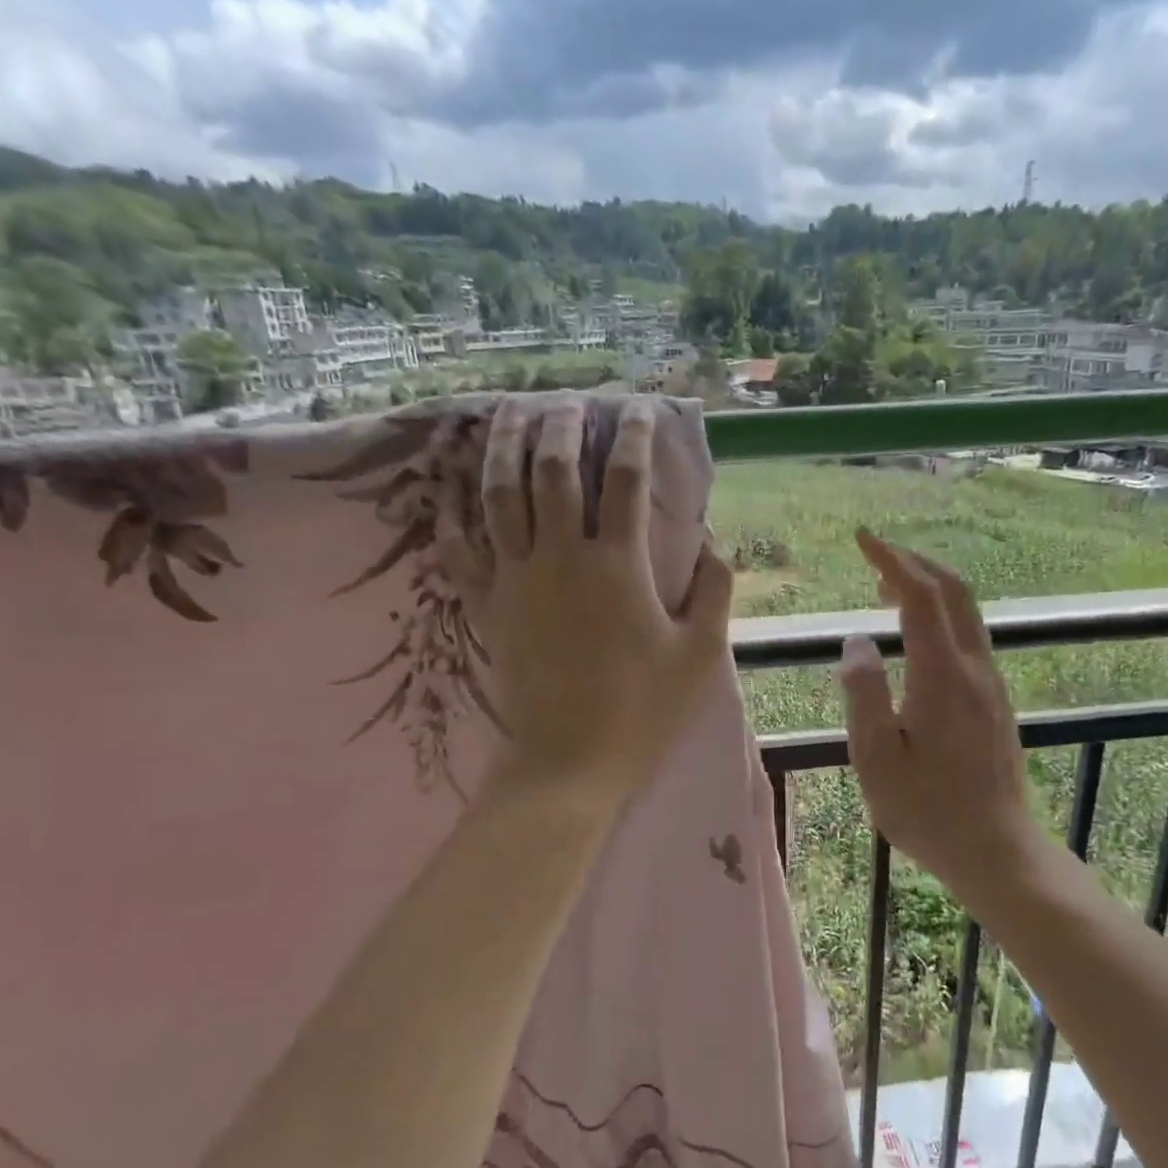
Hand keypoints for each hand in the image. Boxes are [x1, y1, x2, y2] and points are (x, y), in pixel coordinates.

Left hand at [439, 399, 733, 805]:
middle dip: (561, 424)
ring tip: (508, 412)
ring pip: (499, 493)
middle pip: (553, 469)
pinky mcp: (486, 606)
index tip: (637, 409)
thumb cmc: (642, 712)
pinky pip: (460, 546)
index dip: (632, 435)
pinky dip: (453, 509)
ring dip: (503, 445)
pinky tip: (452, 483)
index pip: (625, 479)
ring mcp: (515, 579)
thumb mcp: (700, 655)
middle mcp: (561, 557)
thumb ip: (714, 591)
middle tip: (568, 401)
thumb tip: (715, 541)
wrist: (569, 765)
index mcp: (618, 566)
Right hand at [837, 530, 1045, 895]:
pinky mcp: (995, 701)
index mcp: (942, 676)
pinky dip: (941, 615)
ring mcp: (991, 684)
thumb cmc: (928, 811)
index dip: (891, 560)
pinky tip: (917, 635)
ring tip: (889, 587)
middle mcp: (974, 668)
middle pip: (953, 592)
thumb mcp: (877, 758)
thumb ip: (865, 694)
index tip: (863, 539)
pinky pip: (969, 637)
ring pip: (966, 613)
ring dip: (930, 587)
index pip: (919, 596)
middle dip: (915, 562)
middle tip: (876, 554)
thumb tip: (857, 642)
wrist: (997, 851)